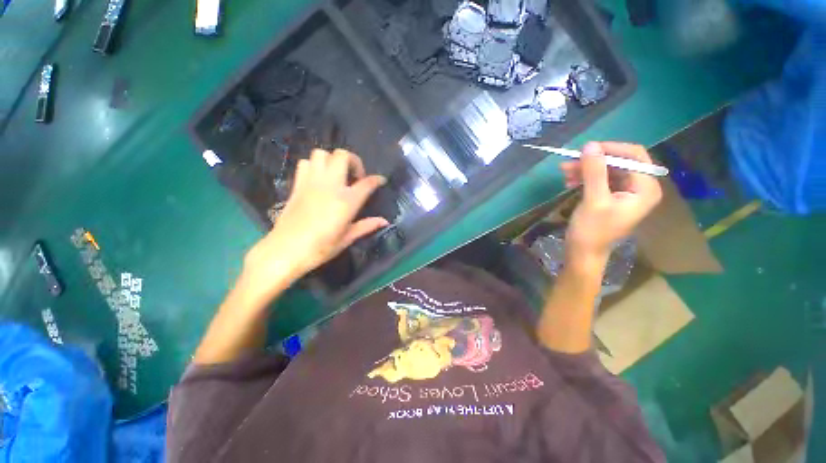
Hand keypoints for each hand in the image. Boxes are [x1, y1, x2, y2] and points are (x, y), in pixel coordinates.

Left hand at [243, 149, 387, 297]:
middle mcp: (330, 186)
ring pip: (322, 154)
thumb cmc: (320, 248)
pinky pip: (306, 163)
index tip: (381, 181)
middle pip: (343, 156)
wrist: (285, 251)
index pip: (367, 183)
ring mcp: (311, 182)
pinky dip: (315, 165)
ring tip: (337, 175)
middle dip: (354, 161)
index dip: (377, 180)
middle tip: (356, 176)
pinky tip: (319, 179)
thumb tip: (385, 221)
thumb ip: (367, 226)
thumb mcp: (347, 239)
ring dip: (333, 160)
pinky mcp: (297, 185)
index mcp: (346, 201)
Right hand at [561, 142, 662, 261]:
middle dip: (593, 162)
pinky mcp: (612, 197)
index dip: (611, 149)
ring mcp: (626, 193)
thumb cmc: (592, 230)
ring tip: (564, 173)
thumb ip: (594, 172)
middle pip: (619, 163)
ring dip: (585, 170)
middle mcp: (640, 187)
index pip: (635, 156)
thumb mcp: (594, 200)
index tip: (586, 149)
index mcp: (645, 188)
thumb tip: (590, 145)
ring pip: (607, 170)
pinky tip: (569, 182)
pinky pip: (600, 180)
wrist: (583, 253)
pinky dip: (585, 178)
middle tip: (568, 163)